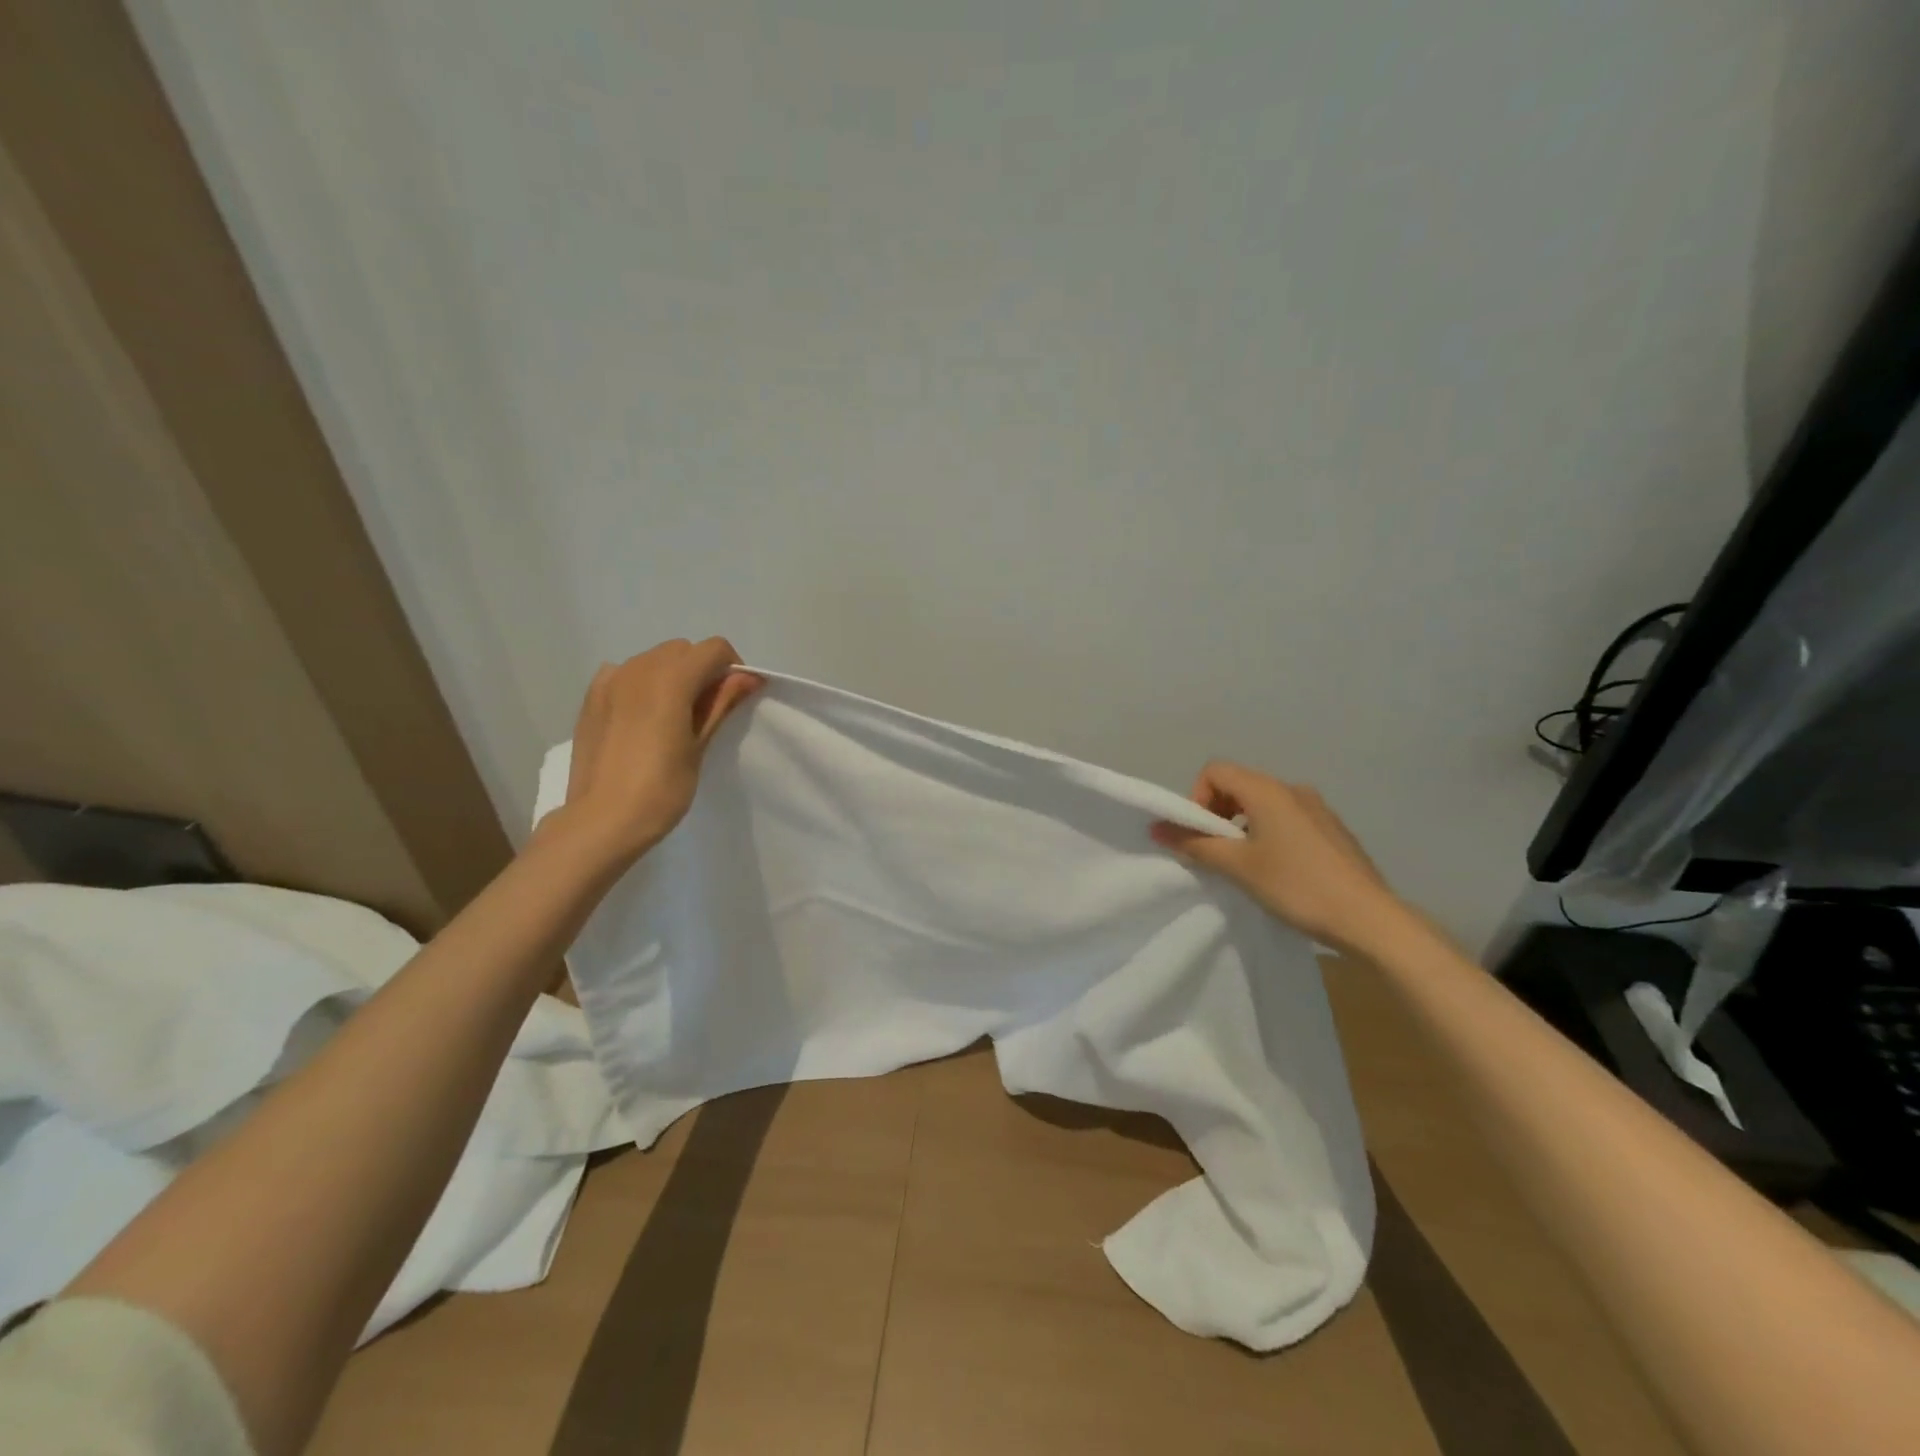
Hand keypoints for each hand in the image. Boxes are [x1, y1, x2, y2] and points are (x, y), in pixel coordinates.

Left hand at [558, 638, 761, 864]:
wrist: (602, 821)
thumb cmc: (661, 789)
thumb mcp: (699, 746)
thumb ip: (721, 703)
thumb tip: (747, 677)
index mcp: (671, 678)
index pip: (714, 649)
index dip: (733, 667)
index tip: (736, 697)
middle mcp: (638, 668)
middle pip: (683, 650)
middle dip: (702, 670)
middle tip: (708, 711)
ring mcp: (610, 681)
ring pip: (653, 659)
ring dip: (673, 675)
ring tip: (675, 716)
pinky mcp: (591, 698)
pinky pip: (624, 674)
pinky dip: (642, 683)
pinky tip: (642, 715)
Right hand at [1151, 761, 1402, 956]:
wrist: (1369, 919)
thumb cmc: (1296, 886)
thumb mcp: (1238, 866)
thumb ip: (1194, 844)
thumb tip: (1157, 828)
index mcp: (1268, 790)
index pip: (1215, 771)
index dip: (1197, 799)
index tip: (1200, 836)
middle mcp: (1293, 789)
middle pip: (1238, 784)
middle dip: (1217, 814)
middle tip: (1217, 853)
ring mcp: (1317, 808)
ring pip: (1263, 804)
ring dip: (1243, 826)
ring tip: (1247, 865)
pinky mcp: (1332, 830)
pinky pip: (1287, 819)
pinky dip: (1269, 834)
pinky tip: (1280, 872)